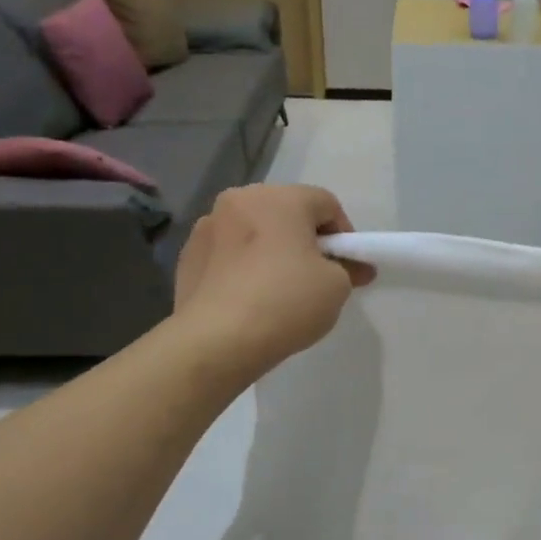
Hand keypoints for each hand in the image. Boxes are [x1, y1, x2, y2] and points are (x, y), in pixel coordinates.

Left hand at [172, 184, 372, 380]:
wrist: (216, 340)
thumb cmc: (286, 302)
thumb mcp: (336, 286)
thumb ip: (348, 269)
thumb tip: (353, 268)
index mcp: (279, 199)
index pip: (325, 203)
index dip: (344, 234)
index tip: (347, 267)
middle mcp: (239, 201)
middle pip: (286, 212)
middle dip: (305, 239)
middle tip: (317, 276)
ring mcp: (207, 227)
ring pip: (253, 232)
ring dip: (271, 251)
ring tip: (279, 290)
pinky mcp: (187, 256)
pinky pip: (228, 254)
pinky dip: (243, 268)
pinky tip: (249, 299)